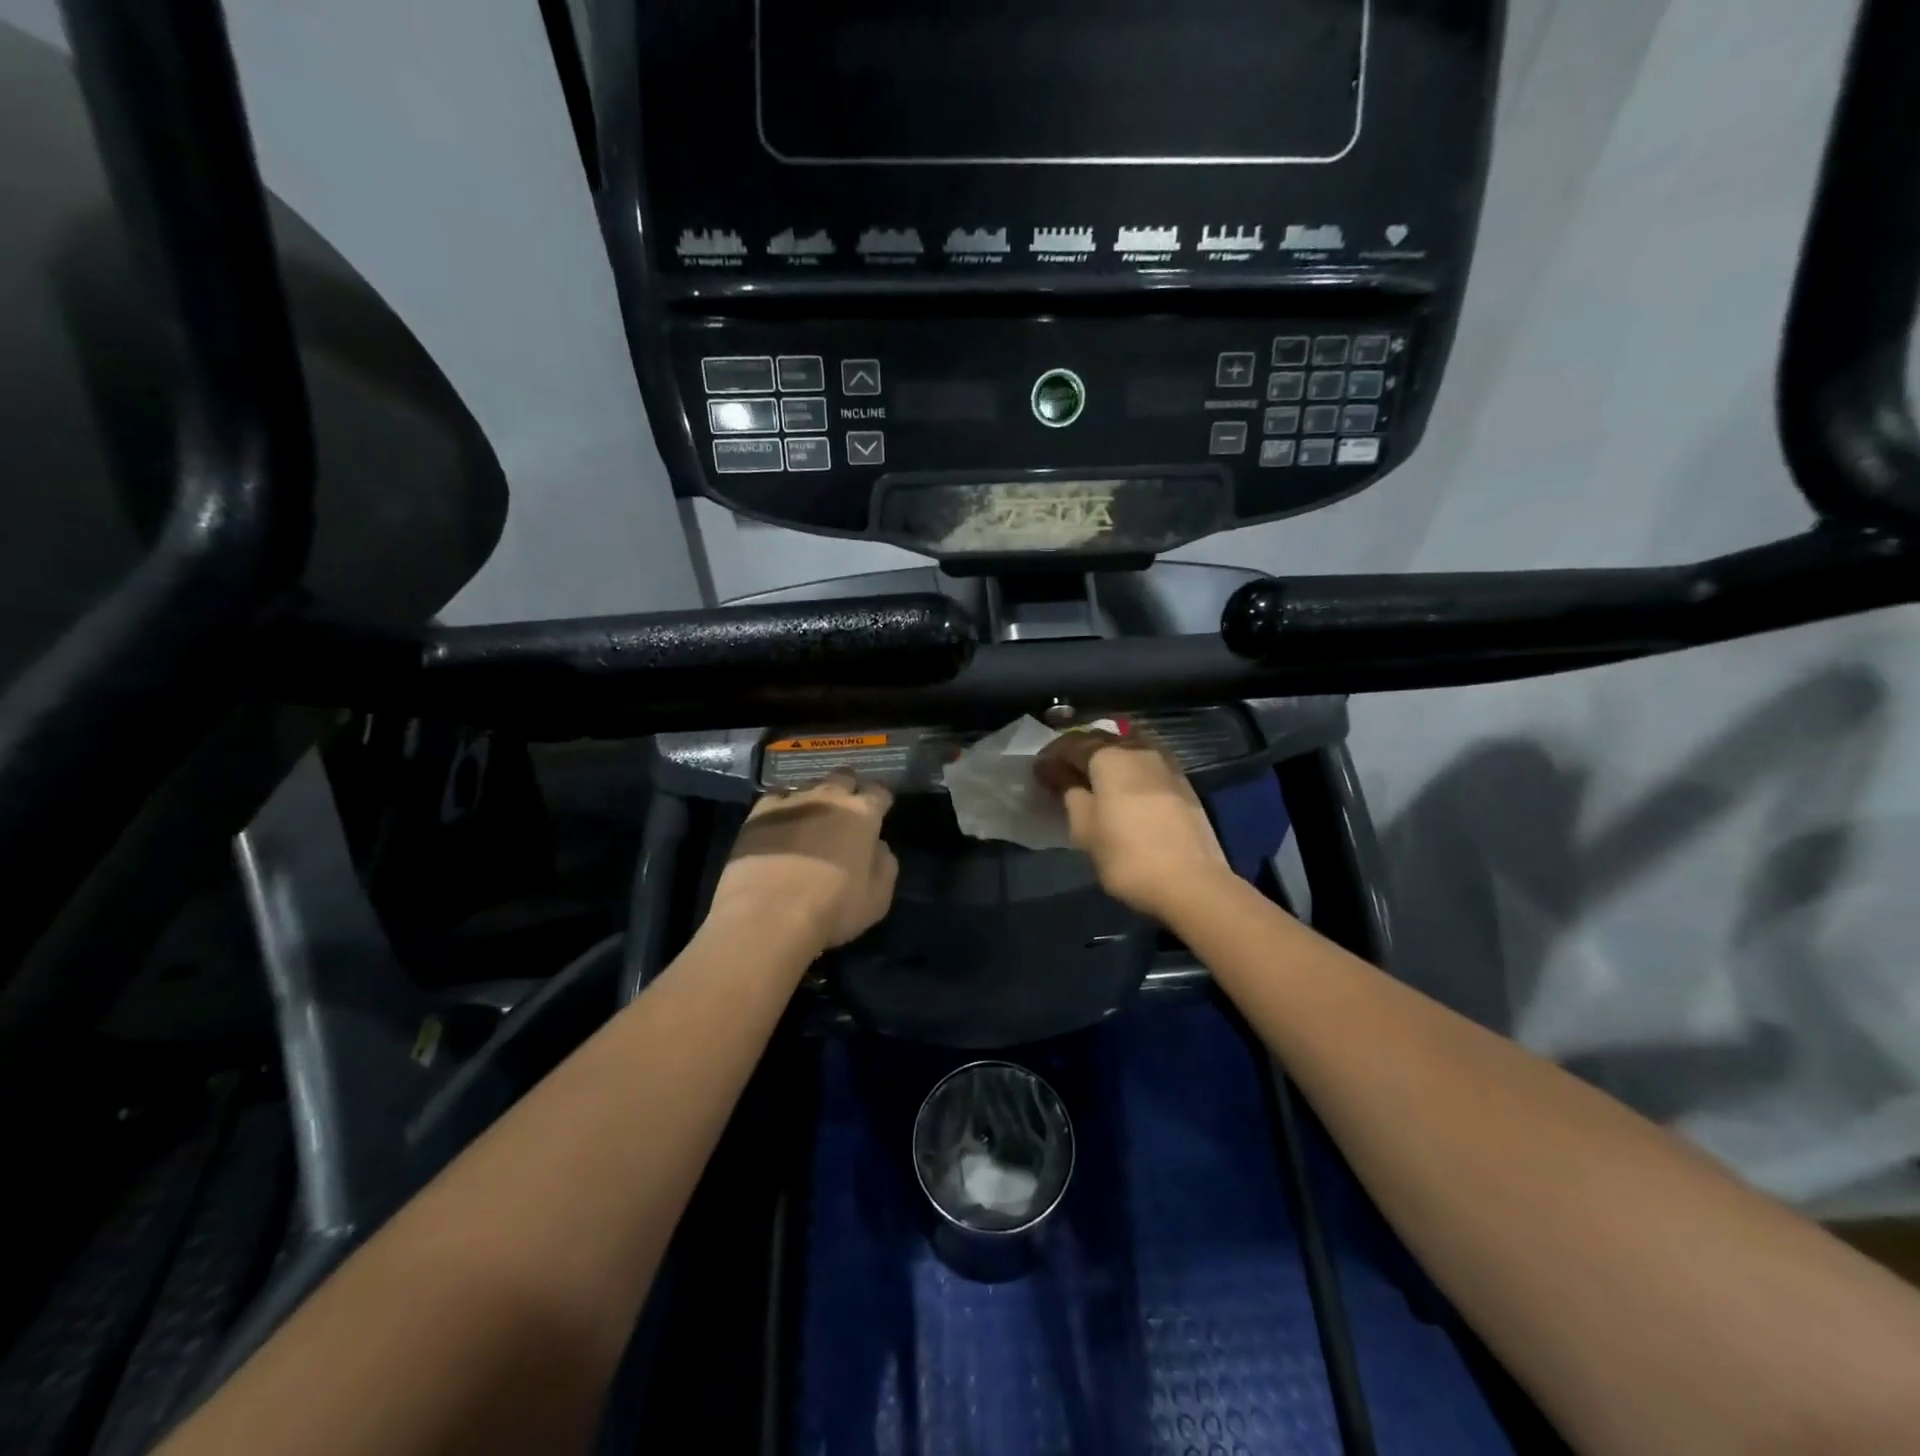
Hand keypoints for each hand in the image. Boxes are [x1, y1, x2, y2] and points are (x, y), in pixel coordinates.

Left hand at [707, 770, 897, 957]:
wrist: (767, 914)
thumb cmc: (832, 908)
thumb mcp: (877, 898)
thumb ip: (885, 865)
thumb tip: (878, 846)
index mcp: (863, 814)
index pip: (879, 792)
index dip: (881, 801)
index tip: (880, 812)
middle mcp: (829, 797)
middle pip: (844, 777)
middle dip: (849, 789)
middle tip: (847, 810)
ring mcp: (792, 801)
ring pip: (810, 784)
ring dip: (816, 796)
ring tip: (812, 817)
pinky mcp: (760, 811)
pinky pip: (777, 797)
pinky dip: (784, 805)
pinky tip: (781, 822)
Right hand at [1034, 731, 1232, 921]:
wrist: (1193, 884)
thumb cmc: (1127, 856)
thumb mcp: (1084, 828)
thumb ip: (1068, 791)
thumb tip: (1055, 771)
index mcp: (1110, 756)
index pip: (1072, 744)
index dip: (1052, 755)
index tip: (1038, 771)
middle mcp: (1139, 750)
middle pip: (1102, 740)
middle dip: (1079, 752)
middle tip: (1062, 772)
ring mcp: (1166, 765)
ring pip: (1127, 749)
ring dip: (1106, 759)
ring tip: (1092, 780)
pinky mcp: (1183, 784)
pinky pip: (1146, 765)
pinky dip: (1128, 771)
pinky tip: (1122, 790)